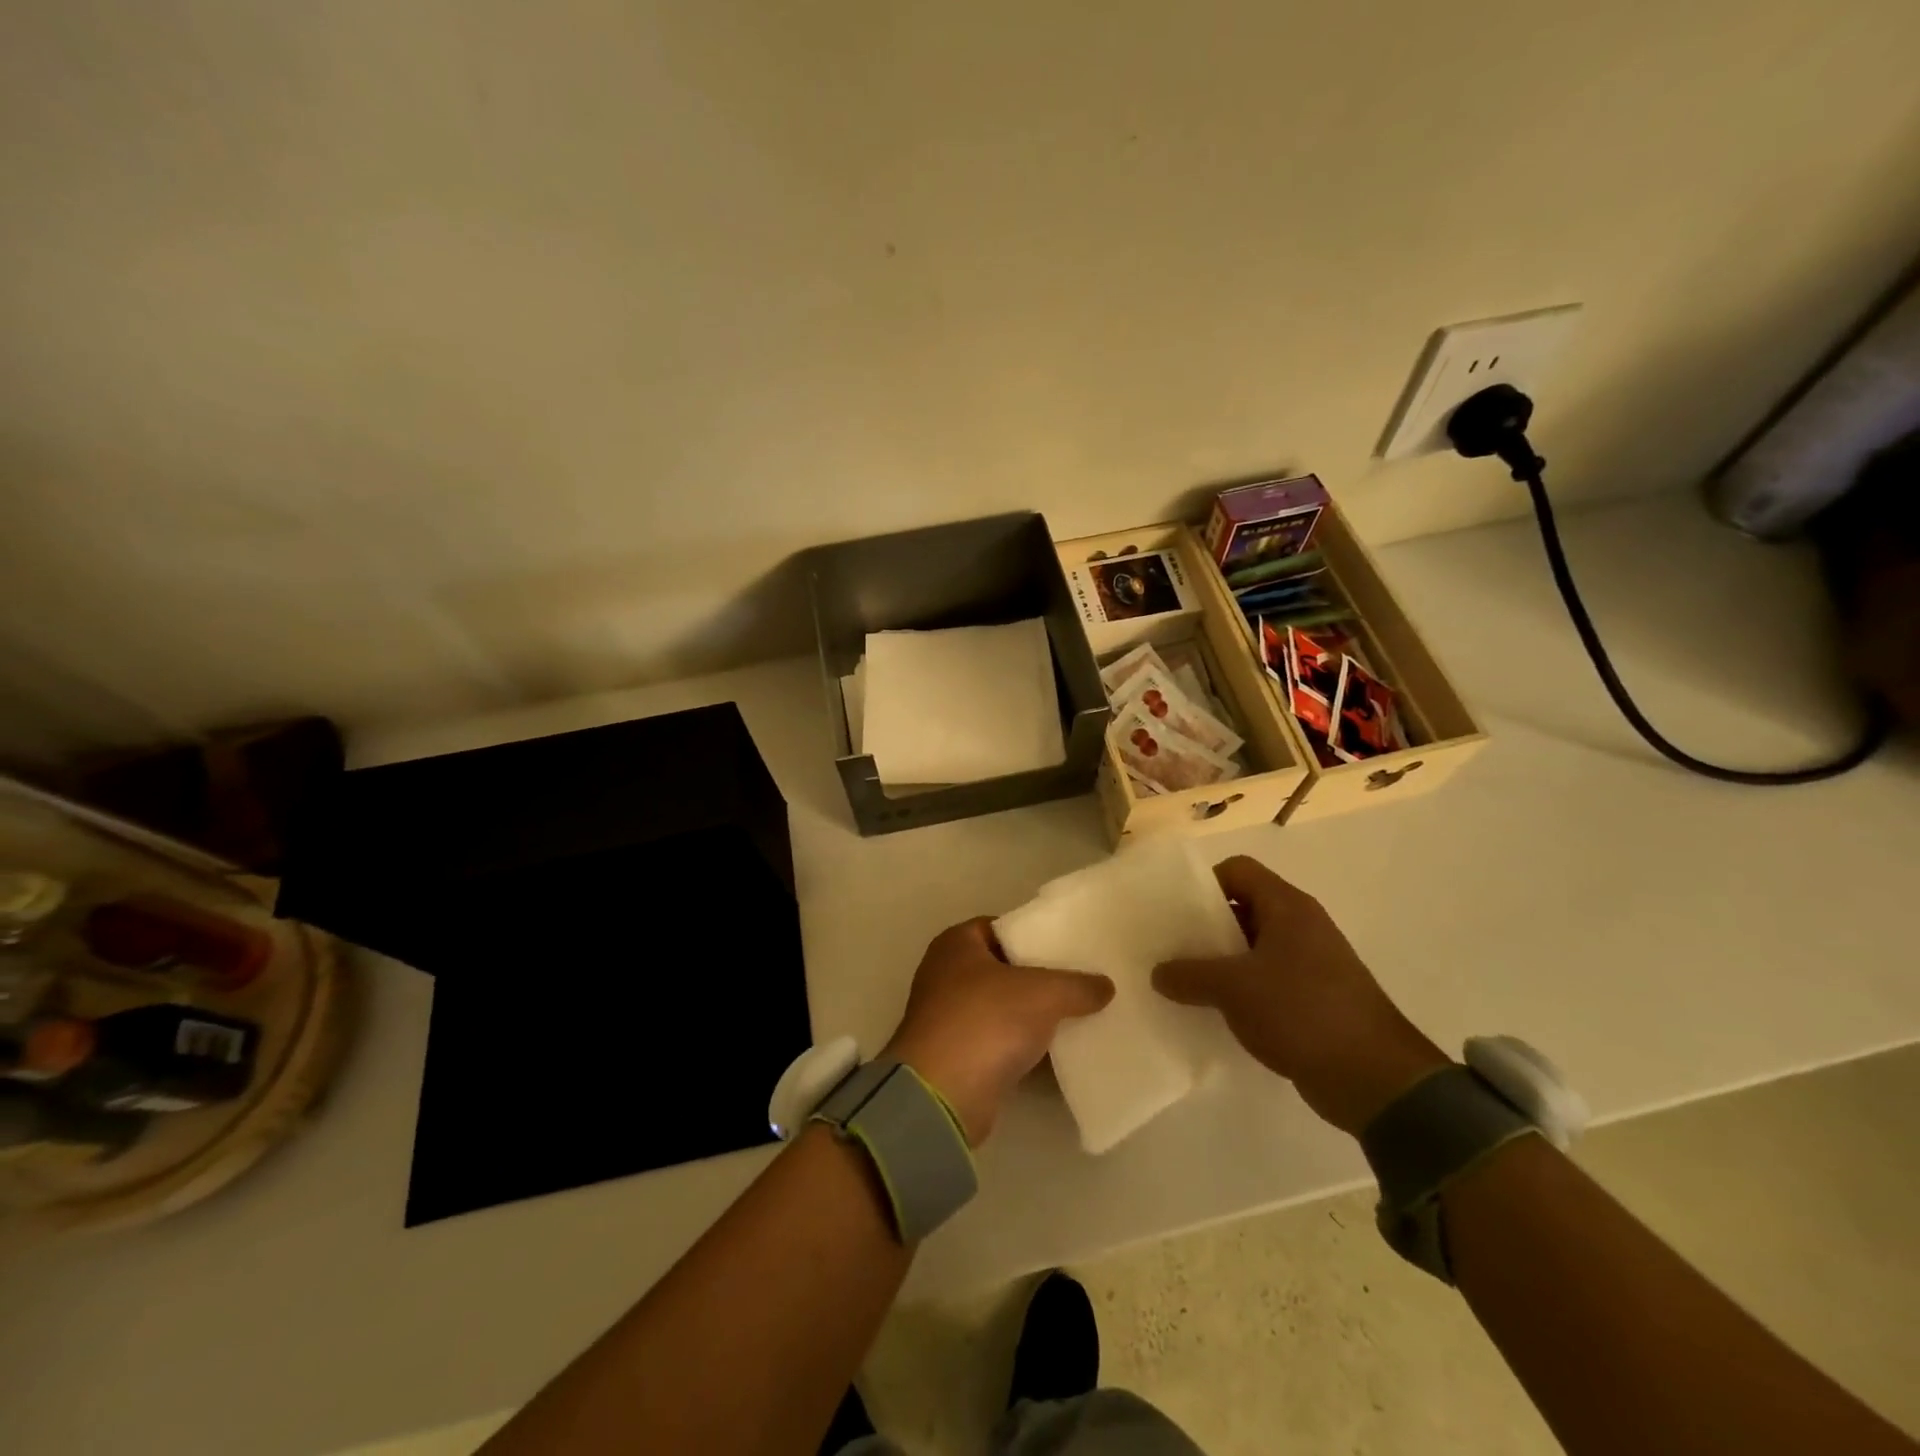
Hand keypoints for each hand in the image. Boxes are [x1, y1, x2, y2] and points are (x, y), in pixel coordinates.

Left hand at [884, 919, 1113, 1145]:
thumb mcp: (1043, 993)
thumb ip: (1076, 985)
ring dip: (1034, 1015)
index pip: (1001, 928)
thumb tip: (1105, 985)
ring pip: (1003, 1007)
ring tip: (1081, 1014)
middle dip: (1040, 977)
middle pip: (1004, 968)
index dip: (1034, 935)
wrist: (943, 1095)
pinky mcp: (958, 1057)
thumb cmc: (986, 1021)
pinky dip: (1025, 1045)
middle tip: (1081, 981)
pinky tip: (1060, 1051)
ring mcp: (950, 1017)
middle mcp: (946, 974)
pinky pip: (1001, 1041)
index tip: (1069, 946)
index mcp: (956, 944)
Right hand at [1152, 856, 1449, 1135]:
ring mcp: (1310, 963)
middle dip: (1205, 925)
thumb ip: (1189, 975)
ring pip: (1253, 947)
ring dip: (1220, 961)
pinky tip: (1215, 1010)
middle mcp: (1301, 926)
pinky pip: (1266, 980)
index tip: (1175, 910)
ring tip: (1184, 980)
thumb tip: (1158, 973)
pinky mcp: (1313, 998)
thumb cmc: (1301, 1011)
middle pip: (1244, 907)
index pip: (1238, 870)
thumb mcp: (1233, 988)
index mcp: (1287, 906)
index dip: (1204, 882)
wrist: (1373, 1078)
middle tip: (1170, 946)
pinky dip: (1240, 989)